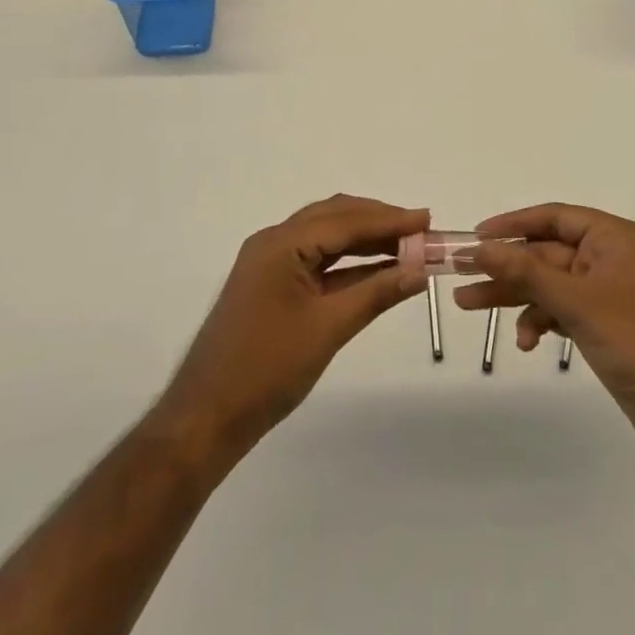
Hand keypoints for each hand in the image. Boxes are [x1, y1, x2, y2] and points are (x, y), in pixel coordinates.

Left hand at [157, 195, 428, 461]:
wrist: (207, 417)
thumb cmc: (267, 369)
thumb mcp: (328, 328)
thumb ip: (376, 293)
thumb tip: (419, 270)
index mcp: (281, 243)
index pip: (345, 220)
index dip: (389, 220)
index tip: (427, 219)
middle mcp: (274, 242)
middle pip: (334, 218)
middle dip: (379, 222)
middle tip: (421, 229)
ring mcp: (270, 263)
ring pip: (326, 238)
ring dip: (365, 240)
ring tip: (407, 246)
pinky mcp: (271, 284)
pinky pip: (316, 261)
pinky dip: (348, 262)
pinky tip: (377, 270)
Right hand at [453, 203, 634, 458]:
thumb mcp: (576, 302)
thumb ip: (526, 271)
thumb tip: (481, 247)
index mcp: (614, 238)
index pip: (554, 217)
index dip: (513, 223)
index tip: (477, 236)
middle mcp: (610, 257)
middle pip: (546, 253)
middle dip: (505, 266)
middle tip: (460, 274)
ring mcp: (607, 292)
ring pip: (548, 283)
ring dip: (515, 296)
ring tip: (469, 307)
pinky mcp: (604, 323)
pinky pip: (561, 309)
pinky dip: (540, 320)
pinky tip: (526, 342)